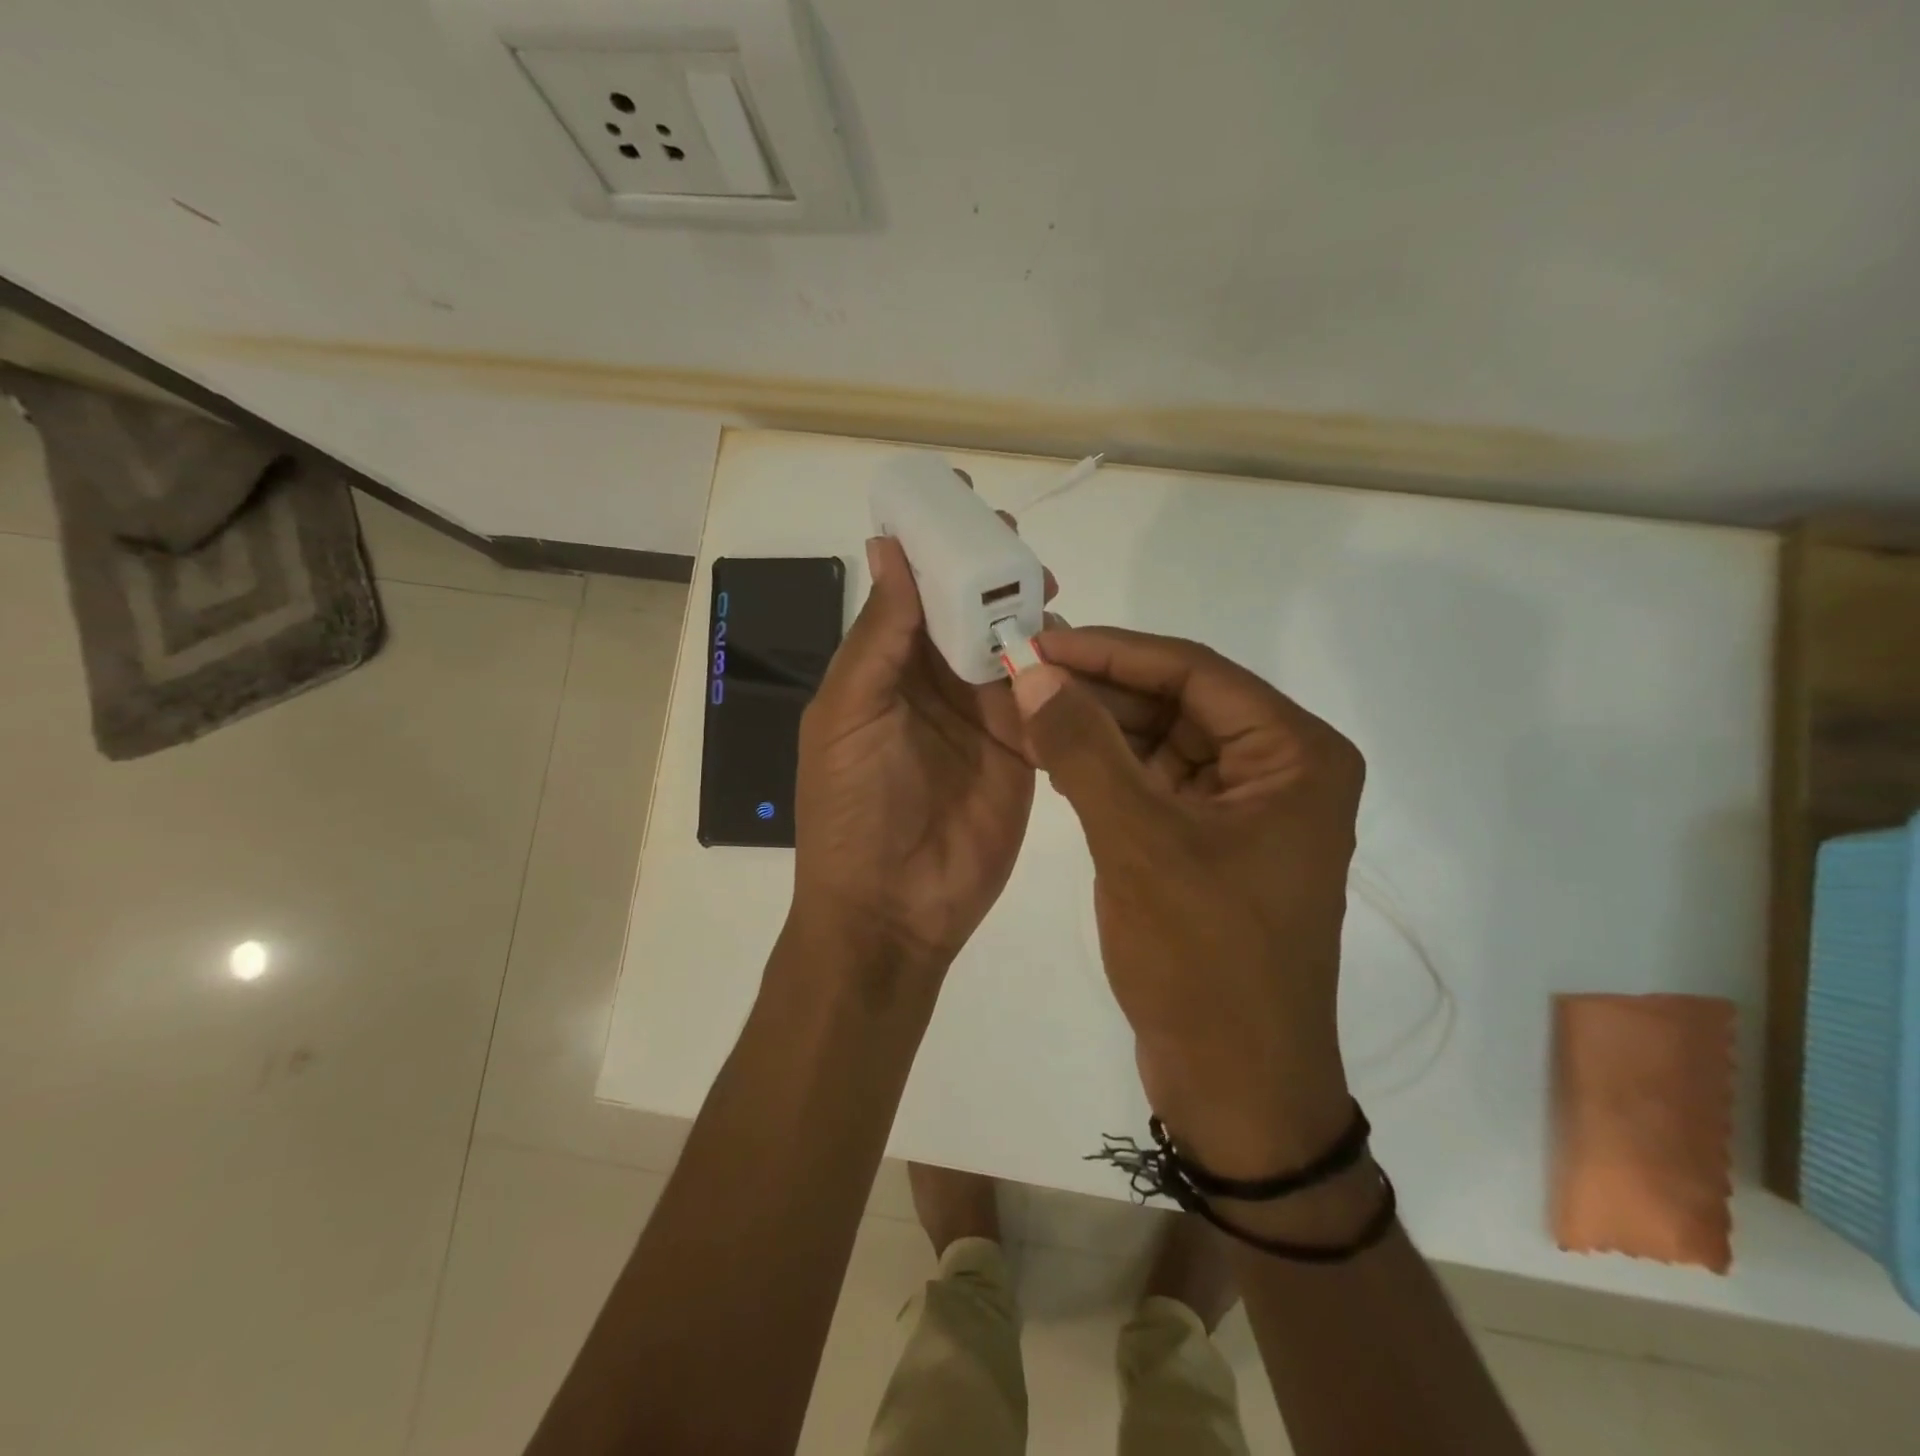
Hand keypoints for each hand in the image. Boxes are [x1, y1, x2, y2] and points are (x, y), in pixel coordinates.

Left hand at [790, 530, 1045, 990]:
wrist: (892, 910)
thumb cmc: (852, 809)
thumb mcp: (850, 714)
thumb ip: (878, 636)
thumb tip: (889, 547)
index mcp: (884, 668)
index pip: (913, 590)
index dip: (935, 545)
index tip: (963, 496)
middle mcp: (934, 683)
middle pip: (968, 610)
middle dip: (991, 572)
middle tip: (1018, 545)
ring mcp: (982, 715)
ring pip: (1010, 645)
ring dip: (1027, 614)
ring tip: (1047, 590)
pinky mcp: (1022, 749)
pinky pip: (1043, 696)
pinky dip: (1057, 668)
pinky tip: (1073, 645)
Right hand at [1010, 627, 1364, 1175]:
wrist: (1236, 1087)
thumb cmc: (1205, 962)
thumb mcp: (1138, 844)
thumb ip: (1083, 750)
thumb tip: (1032, 673)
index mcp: (1295, 755)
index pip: (1195, 672)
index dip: (1113, 652)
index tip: (1043, 640)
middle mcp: (1280, 769)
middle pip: (1179, 702)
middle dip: (1100, 688)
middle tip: (1023, 670)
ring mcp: (1244, 809)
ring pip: (1161, 742)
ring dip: (1098, 727)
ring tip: (1026, 705)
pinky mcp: (1210, 843)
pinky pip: (1154, 784)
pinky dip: (1106, 769)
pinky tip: (1052, 754)